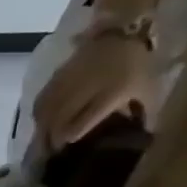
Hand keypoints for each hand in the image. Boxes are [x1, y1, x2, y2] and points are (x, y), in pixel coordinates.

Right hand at [30, 30, 159, 148]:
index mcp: (111, 93)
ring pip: (46, 112)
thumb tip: (142, 134)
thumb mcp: (148, 89)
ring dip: (42, 128)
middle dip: (52, 138)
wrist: (119, 35)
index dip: (71, 136)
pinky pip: (41, 101)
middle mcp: (84, 89)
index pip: (83, 120)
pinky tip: (40, 122)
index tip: (66, 149)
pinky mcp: (55, 79)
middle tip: (51, 152)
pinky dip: (39, 115)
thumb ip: (141, 112)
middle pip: (59, 119)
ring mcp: (67, 83)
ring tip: (42, 141)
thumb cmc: (137, 66)